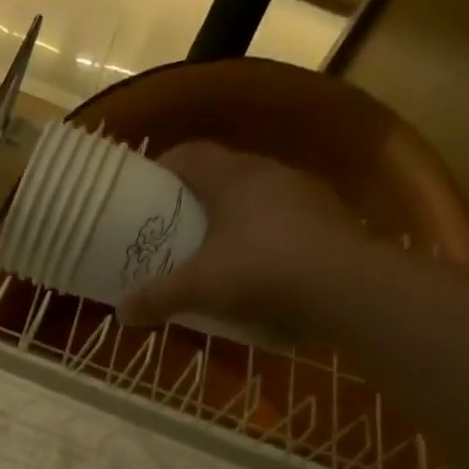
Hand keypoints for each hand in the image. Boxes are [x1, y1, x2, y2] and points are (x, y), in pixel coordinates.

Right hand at [119, 141, 373, 329]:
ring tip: (209, 250)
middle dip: (192, 198)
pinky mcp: (327, 221)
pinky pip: (281, 222)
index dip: (162, 167)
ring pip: (254, 198)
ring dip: (229, 219)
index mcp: (232, 176)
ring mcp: (304, 194)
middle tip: (170, 228)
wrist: (346, 287)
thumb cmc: (260, 271)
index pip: (190, 154)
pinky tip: (251, 269)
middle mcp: (269, 173)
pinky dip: (259, 238)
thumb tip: (122, 314)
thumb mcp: (196, 288)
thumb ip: (156, 298)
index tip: (143, 191)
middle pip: (221, 175)